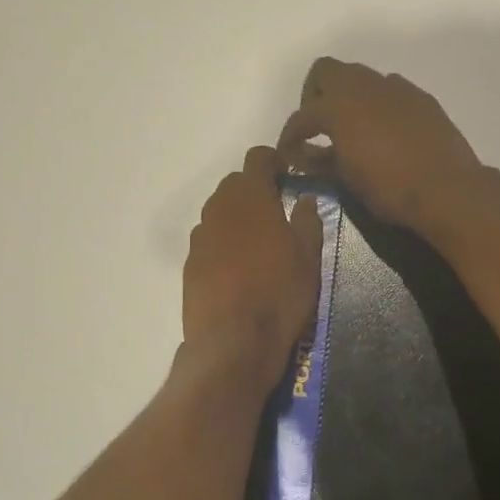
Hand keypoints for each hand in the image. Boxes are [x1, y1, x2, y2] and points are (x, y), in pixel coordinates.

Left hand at [183, 146, 323, 377]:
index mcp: (252, 197)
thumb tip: (304, 199)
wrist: (233, 342)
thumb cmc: (280, 293)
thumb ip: (307, 220)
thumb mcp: (309, 257)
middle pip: (235, 183)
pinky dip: (223, 243)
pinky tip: (238, 270)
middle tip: (277, 213)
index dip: (274, 161)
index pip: (258, 158)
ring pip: (219, 212)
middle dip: (255, 190)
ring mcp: (200, 236)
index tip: (288, 176)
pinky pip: (209, 240)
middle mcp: (220, 208)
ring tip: (258, 244)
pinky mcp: (189, 263)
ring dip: (238, 217)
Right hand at [276, 58, 495, 237]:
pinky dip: (377, 104)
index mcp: (338, 106)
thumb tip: (305, 155)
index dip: (290, 136)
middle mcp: (364, 86)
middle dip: (315, 95)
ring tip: (351, 128)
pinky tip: (383, 131)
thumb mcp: (347, 179)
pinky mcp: (420, 97)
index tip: (289, 155)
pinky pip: (389, 90)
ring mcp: (395, 88)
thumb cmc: (390, 188)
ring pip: (360, 77)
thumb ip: (321, 160)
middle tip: (318, 127)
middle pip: (326, 71)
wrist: (447, 188)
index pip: (302, 116)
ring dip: (348, 97)